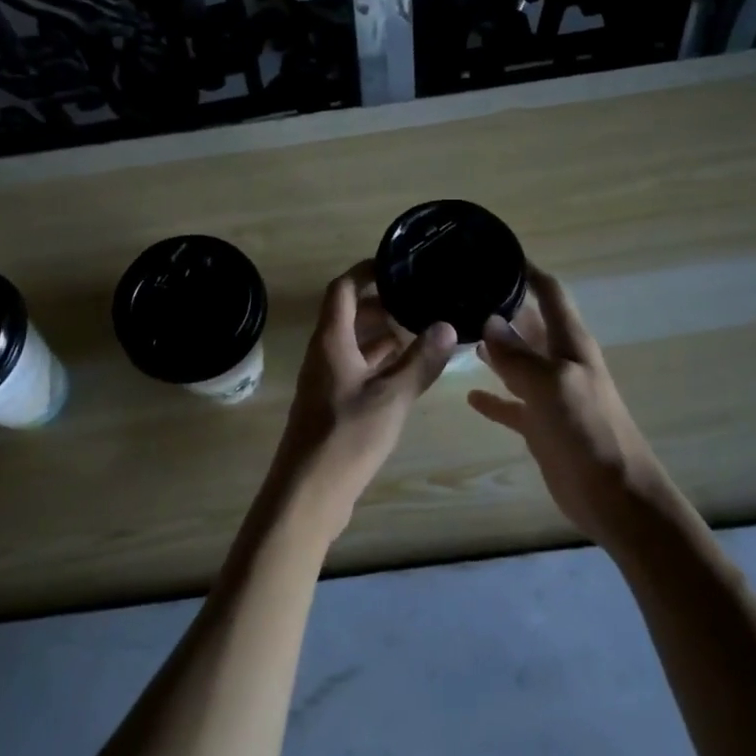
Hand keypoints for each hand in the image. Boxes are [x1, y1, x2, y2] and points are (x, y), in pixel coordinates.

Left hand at [269, 261, 456, 541]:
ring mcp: (327, 380)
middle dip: (381, 302)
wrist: (308, 492)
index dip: (366, 271)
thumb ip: (419, 361)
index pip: (342, 289)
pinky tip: (408, 367)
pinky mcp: (334, 403)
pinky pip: (358, 367)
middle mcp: (325, 354)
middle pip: (349, 314)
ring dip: (383, 333)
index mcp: (331, 341)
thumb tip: (446, 325)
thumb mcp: (392, 397)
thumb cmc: (347, 437)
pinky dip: (380, 361)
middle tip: (419, 297)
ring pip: (355, 343)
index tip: (397, 264)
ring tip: (421, 326)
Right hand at [467, 266, 666, 547]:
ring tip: (455, 331)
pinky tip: (469, 395)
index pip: (550, 293)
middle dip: (501, 307)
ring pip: (516, 361)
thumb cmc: (588, 431)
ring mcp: (550, 394)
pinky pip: (511, 403)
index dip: (527, 271)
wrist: (615, 496)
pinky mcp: (540, 425)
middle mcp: (560, 362)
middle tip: (459, 291)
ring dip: (493, 348)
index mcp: (570, 343)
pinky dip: (493, 398)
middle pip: (529, 324)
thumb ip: (518, 355)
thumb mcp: (551, 385)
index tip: (493, 253)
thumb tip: (489, 321)